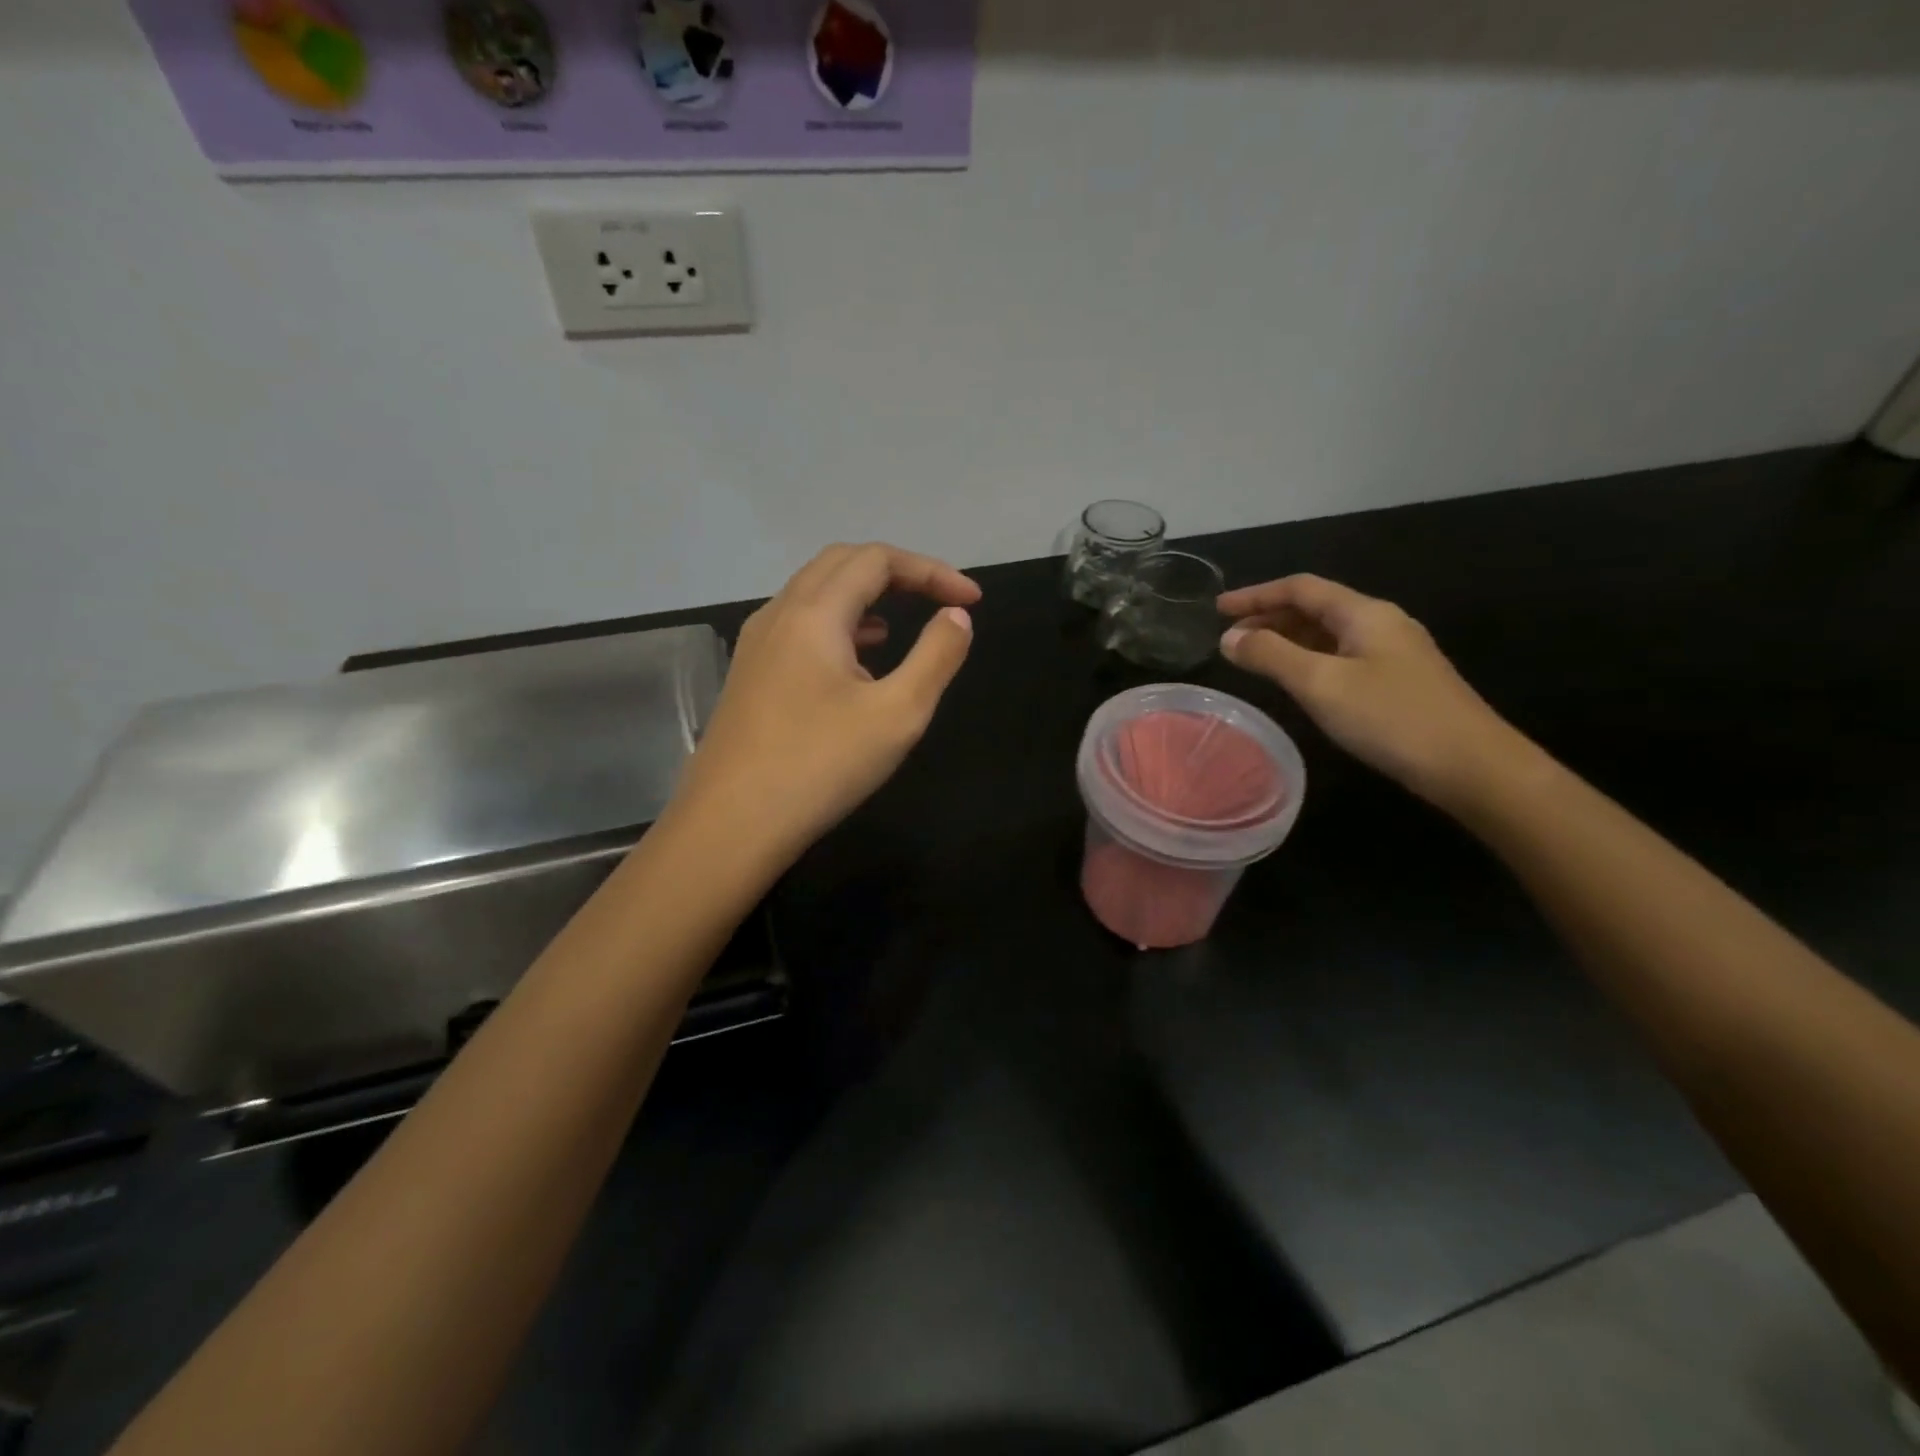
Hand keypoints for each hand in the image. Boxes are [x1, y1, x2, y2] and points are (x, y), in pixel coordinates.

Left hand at [672, 543, 981, 865]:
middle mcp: (779, 614)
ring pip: (815, 594)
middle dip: (897, 573)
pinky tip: (857, 662)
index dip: (931, 570)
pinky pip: (799, 626)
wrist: (730, 824)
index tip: (973, 599)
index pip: (877, 560)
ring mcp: (757, 644)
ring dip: (865, 596)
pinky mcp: (749, 674)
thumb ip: (936, 656)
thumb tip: (956, 615)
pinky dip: (838, 625)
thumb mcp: (897, 714)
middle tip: (939, 600)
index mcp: (814, 613)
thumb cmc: (820, 766)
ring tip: (902, 626)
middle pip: (841, 564)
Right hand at [1216, 574, 1533, 810]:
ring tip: (1252, 658)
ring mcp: (1394, 653)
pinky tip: (1296, 681)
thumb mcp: (1320, 684)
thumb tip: (1229, 638)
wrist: (1472, 766)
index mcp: (1364, 613)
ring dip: (1287, 640)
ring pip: (1328, 634)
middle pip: (1315, 608)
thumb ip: (1271, 656)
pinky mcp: (1399, 681)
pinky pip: (1341, 657)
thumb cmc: (1391, 718)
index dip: (1255, 595)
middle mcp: (1381, 623)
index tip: (1217, 609)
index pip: (1300, 588)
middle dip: (1269, 617)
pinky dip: (1308, 659)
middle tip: (1229, 639)